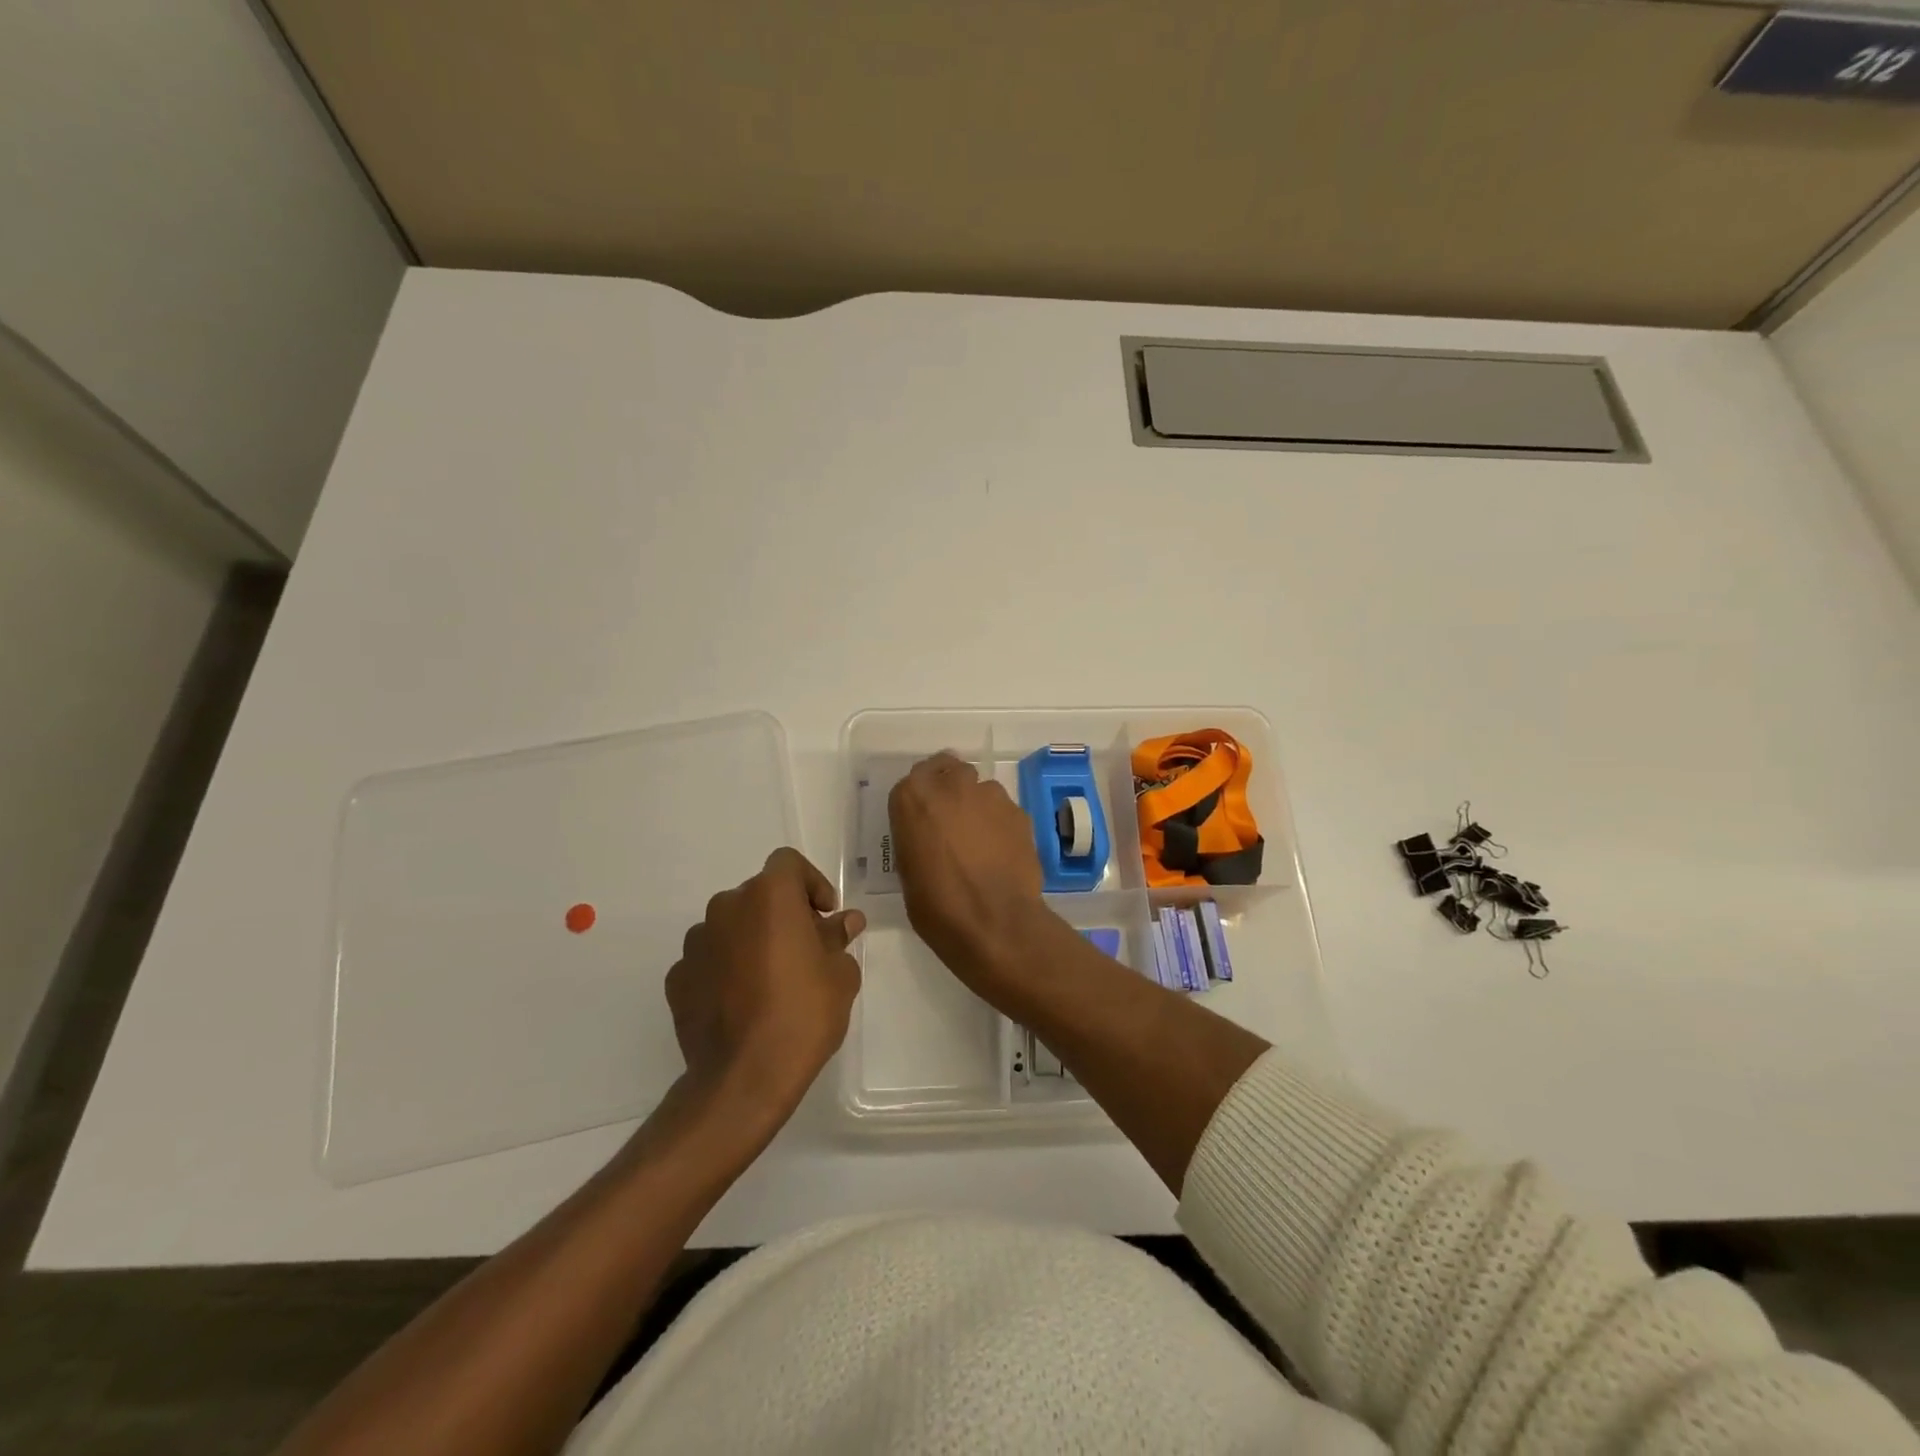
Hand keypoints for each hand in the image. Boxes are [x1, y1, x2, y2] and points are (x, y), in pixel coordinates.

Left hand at [665, 847, 864, 1125]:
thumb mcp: (840, 975)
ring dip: (751, 940)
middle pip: (759, 895)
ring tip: (771, 980)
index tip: (825, 915)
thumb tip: (844, 922)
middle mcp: (726, 908)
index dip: (811, 883)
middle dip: (783, 914)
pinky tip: (742, 1002)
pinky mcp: (677, 978)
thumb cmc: (803, 1014)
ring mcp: (696, 943)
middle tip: (805, 950)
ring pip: (731, 926)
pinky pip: (709, 959)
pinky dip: (726, 969)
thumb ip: (839, 939)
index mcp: (769, 896)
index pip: (788, 863)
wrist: (743, 1078)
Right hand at [888, 752, 1048, 994]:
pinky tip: (1002, 853)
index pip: (915, 777)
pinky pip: (1005, 810)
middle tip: (951, 821)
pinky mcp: (1019, 812)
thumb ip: (917, 838)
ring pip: (982, 789)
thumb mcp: (908, 871)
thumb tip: (929, 837)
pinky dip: (1001, 824)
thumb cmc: (937, 906)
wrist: (994, 923)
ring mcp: (990, 796)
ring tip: (981, 842)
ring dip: (978, 807)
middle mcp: (951, 785)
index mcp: (913, 797)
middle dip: (951, 789)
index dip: (922, 796)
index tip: (924, 816)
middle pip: (951, 771)